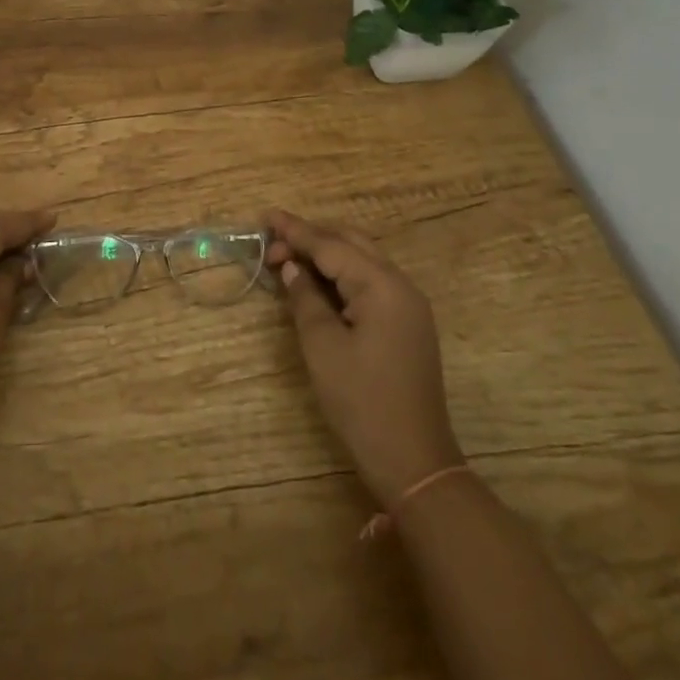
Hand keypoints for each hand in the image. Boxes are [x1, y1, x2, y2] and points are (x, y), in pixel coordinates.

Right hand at [267, 209, 463, 502]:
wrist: (415, 462)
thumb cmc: (362, 402)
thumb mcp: (323, 347)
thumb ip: (305, 298)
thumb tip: (292, 267)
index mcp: (382, 285)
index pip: (331, 245)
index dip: (295, 231)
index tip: (265, 216)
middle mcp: (400, 285)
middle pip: (350, 243)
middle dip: (311, 237)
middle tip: (272, 241)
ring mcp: (407, 305)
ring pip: (361, 260)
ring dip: (326, 254)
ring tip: (289, 256)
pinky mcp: (406, 324)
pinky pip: (370, 282)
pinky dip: (341, 275)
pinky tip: (317, 282)